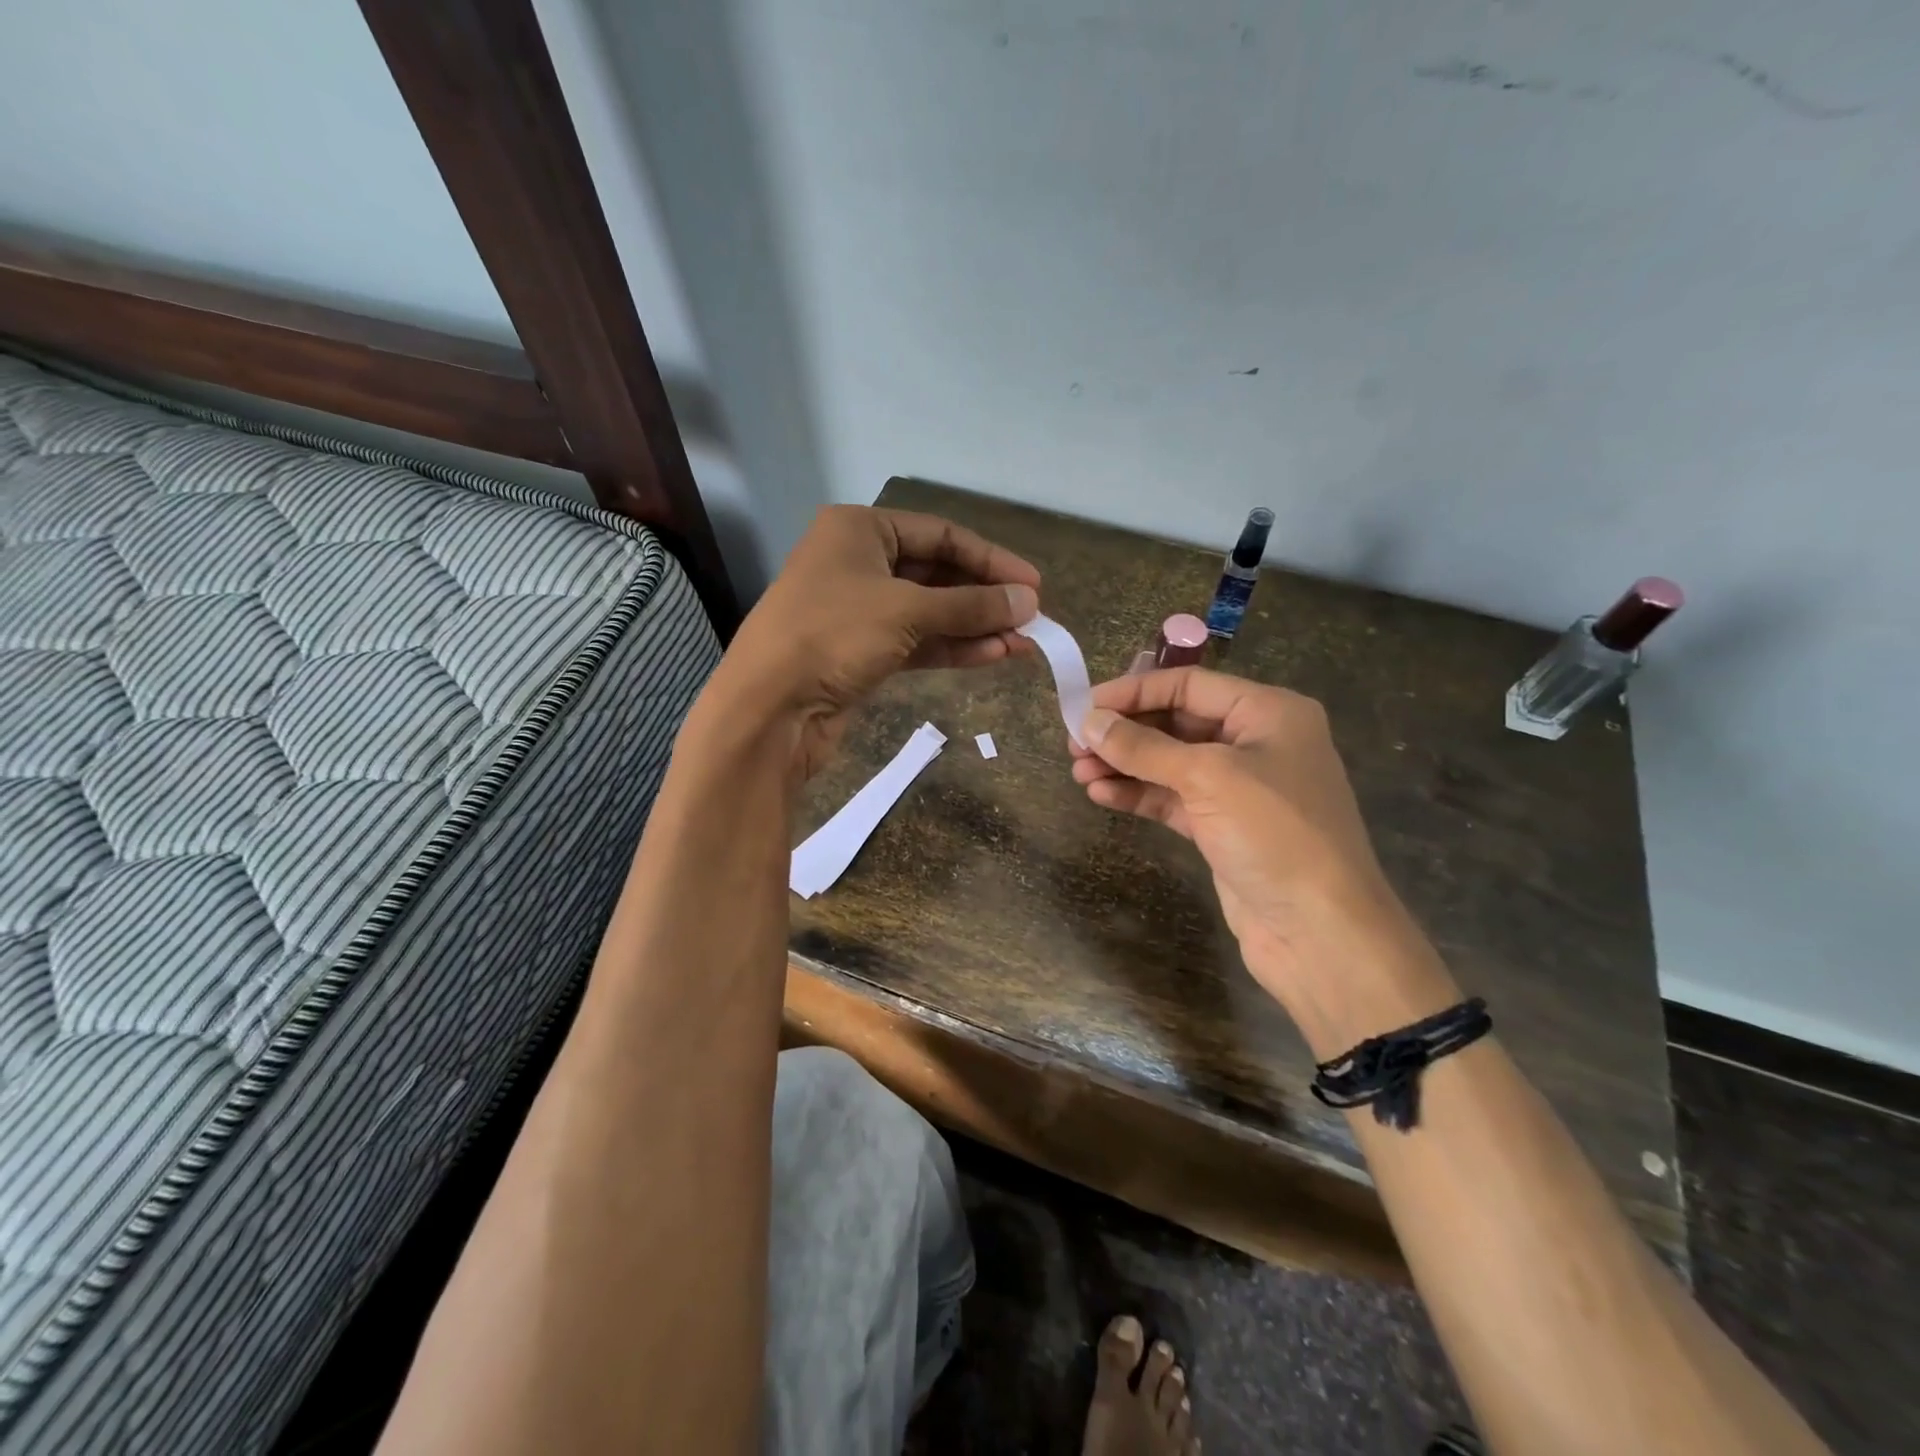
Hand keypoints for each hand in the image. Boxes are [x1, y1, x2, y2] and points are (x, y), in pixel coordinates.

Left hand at [713, 506, 1040, 778]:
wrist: (769, 708)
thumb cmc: (833, 635)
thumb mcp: (907, 611)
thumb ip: (971, 606)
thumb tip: (1029, 602)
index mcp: (859, 530)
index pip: (940, 534)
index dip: (990, 559)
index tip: (1033, 584)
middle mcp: (857, 563)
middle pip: (936, 573)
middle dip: (984, 597)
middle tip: (1032, 618)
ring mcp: (857, 610)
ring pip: (929, 612)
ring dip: (975, 627)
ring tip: (1025, 642)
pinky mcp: (860, 652)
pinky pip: (916, 641)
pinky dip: (952, 648)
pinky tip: (994, 655)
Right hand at [1071, 668, 1457, 1052]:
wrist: (1320, 931)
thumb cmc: (1274, 833)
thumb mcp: (1207, 778)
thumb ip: (1144, 747)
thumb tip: (1089, 722)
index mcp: (1268, 712)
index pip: (1189, 685)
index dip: (1134, 692)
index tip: (1084, 706)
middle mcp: (1255, 742)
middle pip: (1176, 722)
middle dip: (1125, 731)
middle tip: (1074, 743)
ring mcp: (1239, 788)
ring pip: (1169, 763)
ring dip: (1124, 764)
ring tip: (1078, 771)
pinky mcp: (1223, 827)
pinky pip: (1172, 798)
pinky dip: (1138, 794)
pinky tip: (1101, 794)